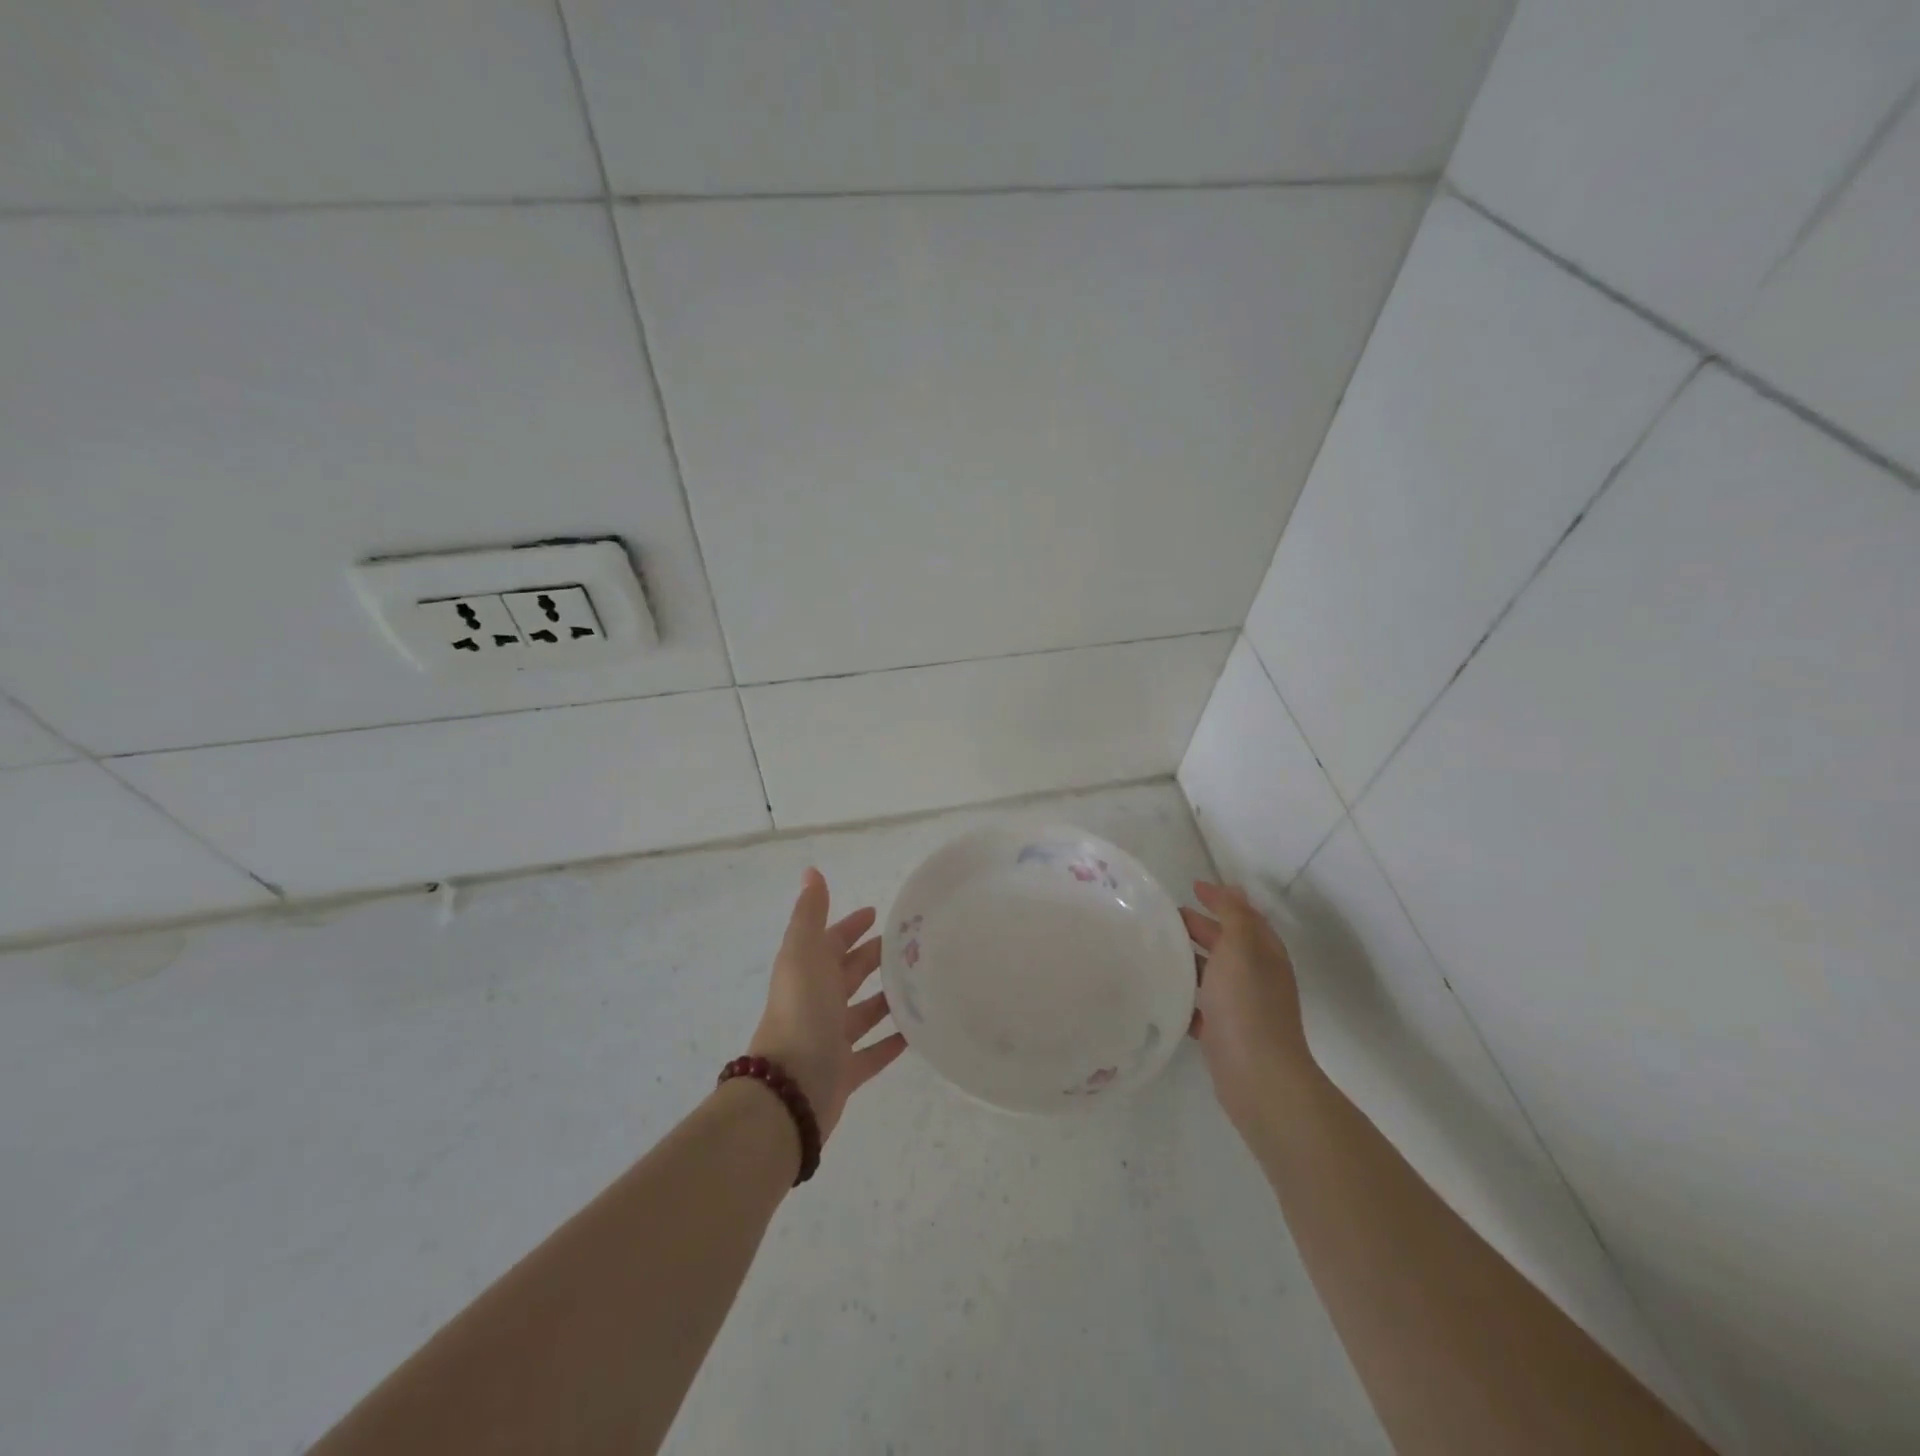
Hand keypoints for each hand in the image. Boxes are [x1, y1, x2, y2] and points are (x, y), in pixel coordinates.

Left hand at [750, 869, 906, 1140]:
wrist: (790, 1088)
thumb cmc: (800, 1011)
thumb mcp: (803, 953)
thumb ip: (810, 914)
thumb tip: (811, 871)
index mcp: (806, 972)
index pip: (830, 941)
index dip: (850, 926)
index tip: (876, 913)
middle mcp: (817, 1002)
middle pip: (848, 974)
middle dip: (873, 957)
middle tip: (912, 945)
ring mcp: (830, 1039)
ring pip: (863, 1012)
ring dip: (887, 997)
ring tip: (923, 982)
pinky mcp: (845, 1072)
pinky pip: (874, 1052)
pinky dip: (893, 1040)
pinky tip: (918, 1030)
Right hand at [1182, 881, 1316, 1126]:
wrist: (1257, 1075)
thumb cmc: (1247, 1005)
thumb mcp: (1241, 949)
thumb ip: (1234, 916)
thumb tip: (1233, 888)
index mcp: (1264, 954)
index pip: (1244, 917)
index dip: (1221, 900)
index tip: (1193, 887)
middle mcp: (1257, 978)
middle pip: (1227, 944)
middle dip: (1201, 927)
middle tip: (1167, 918)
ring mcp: (1242, 1008)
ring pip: (1212, 975)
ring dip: (1189, 961)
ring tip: (1156, 951)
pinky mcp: (1224, 1034)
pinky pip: (1201, 1007)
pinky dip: (1185, 997)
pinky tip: (1162, 993)